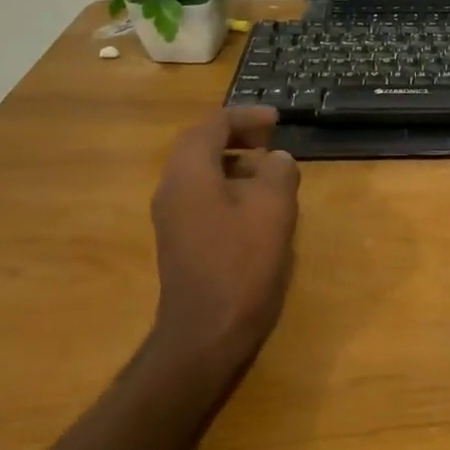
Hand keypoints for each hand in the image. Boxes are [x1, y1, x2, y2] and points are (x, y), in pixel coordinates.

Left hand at [146, 107, 300, 381]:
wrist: (205, 333)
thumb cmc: (241, 265)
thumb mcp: (272, 210)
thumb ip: (277, 173)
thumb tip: (277, 159)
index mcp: (189, 173)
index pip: (212, 125)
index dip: (246, 116)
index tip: (278, 121)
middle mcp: (172, 188)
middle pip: (201, 145)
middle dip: (237, 136)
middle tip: (272, 141)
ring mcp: (172, 216)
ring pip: (201, 172)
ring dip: (234, 162)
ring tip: (270, 171)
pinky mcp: (180, 240)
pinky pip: (202, 196)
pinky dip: (228, 187)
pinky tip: (257, 206)